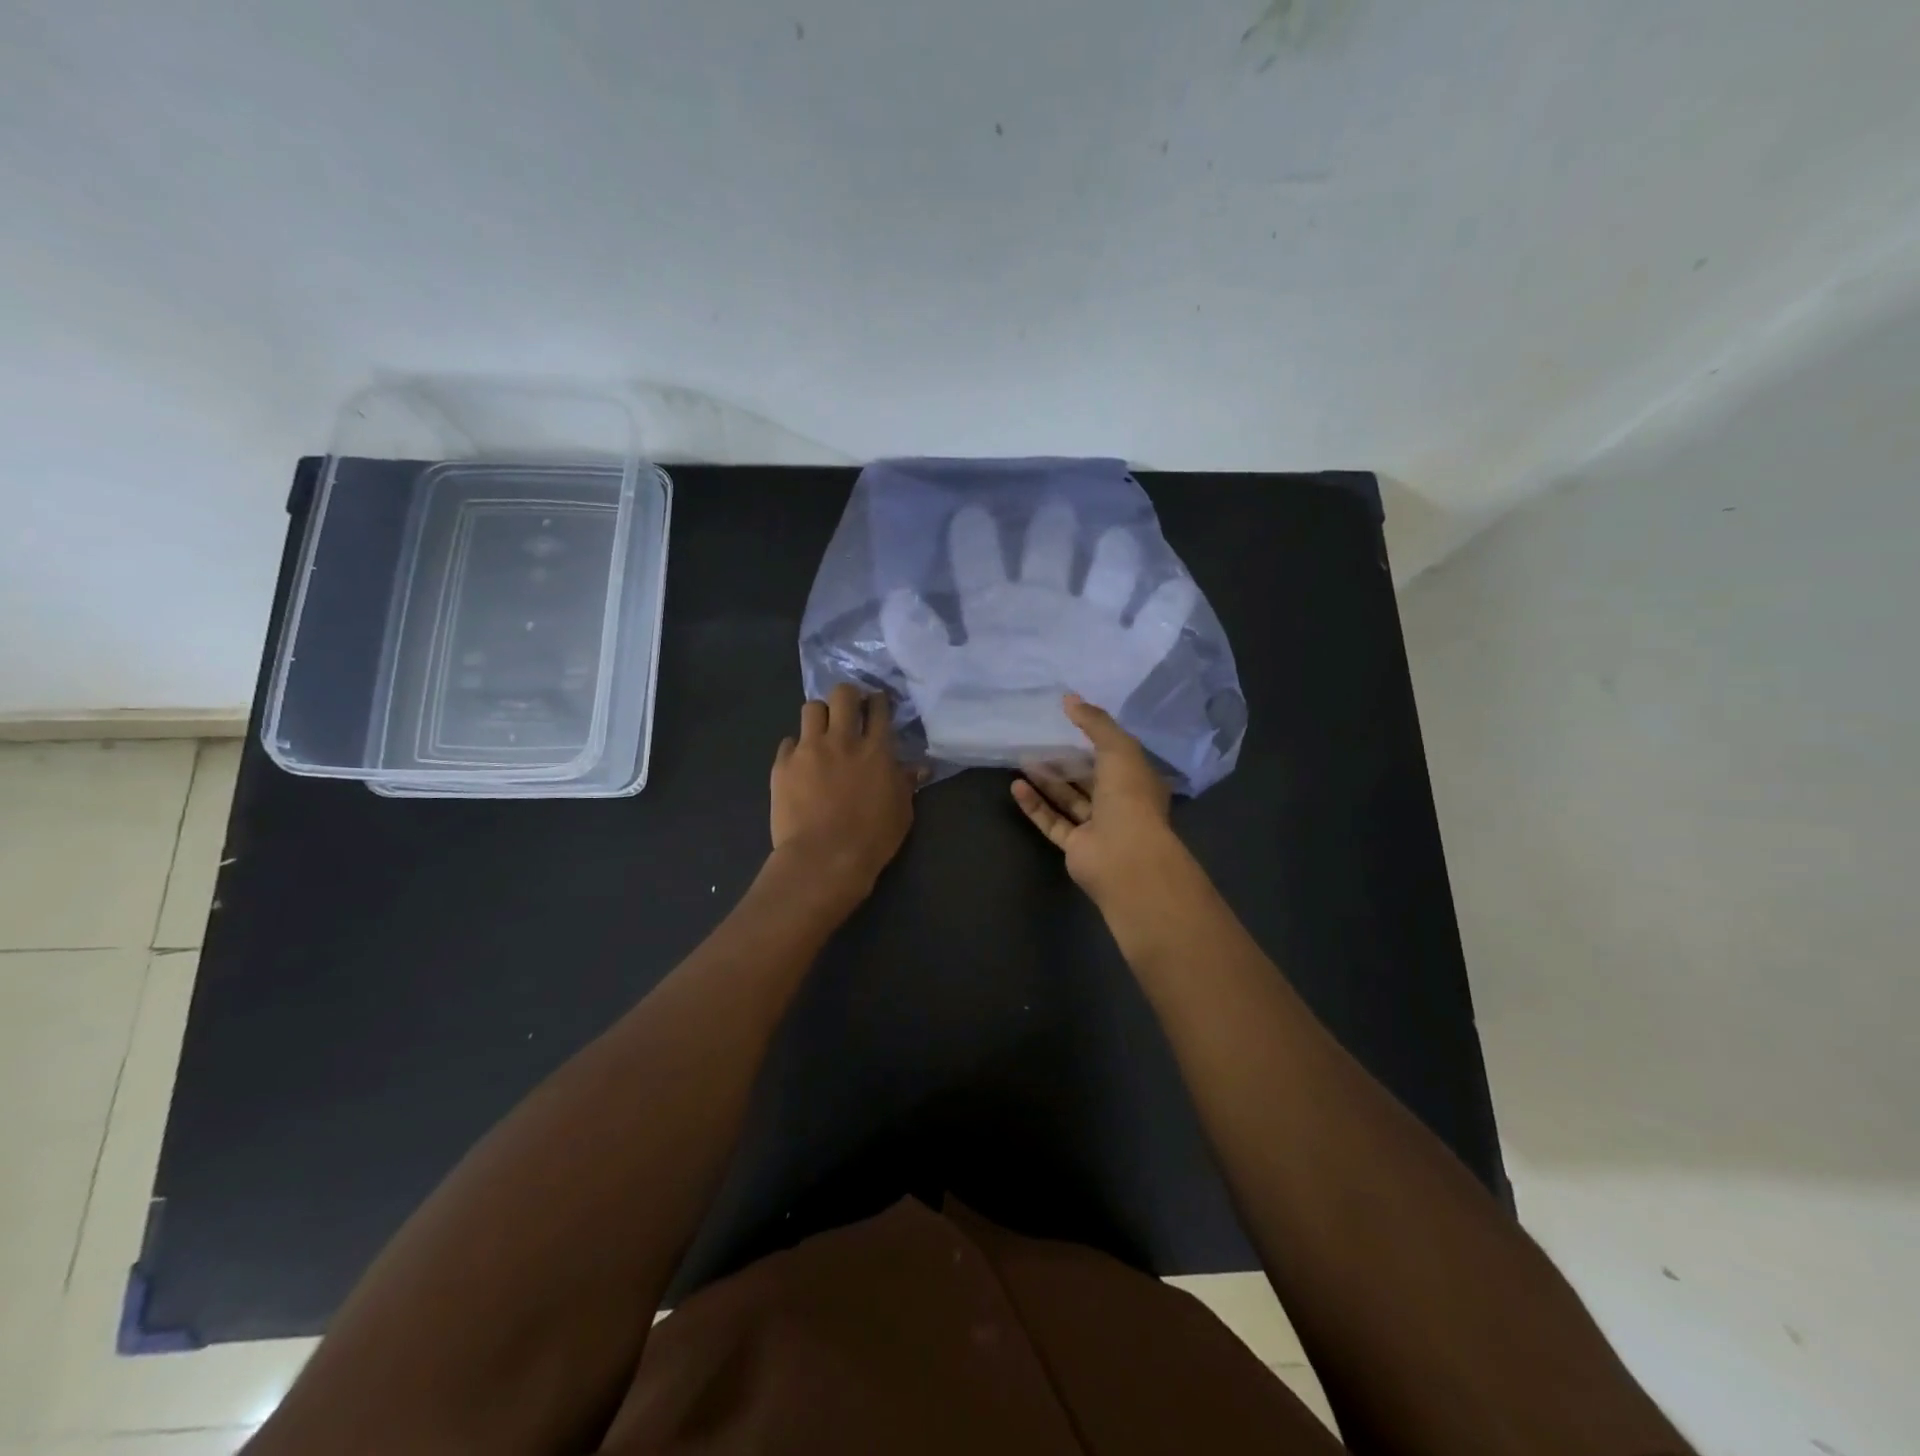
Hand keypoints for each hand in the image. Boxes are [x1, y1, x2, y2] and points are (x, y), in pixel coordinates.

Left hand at [770, 683, 917, 904]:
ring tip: (822, 731)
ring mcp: (809, 750)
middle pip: (842, 695)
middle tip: (849, 709)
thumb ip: (907, 783)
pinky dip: (796, 748)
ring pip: (811, 709)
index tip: (876, 703)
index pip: (879, 709)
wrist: (824, 859)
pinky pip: (788, 742)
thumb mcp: (901, 812)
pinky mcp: (783, 765)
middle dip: (847, 695)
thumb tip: (919, 767)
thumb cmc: (872, 839)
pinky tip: (800, 763)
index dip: (878, 701)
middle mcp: (842, 740)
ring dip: (819, 715)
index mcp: (876, 750)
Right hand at [1011, 694, 1184, 904]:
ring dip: (1047, 781)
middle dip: (1066, 761)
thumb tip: (1069, 698)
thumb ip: (1094, 722)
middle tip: (1039, 741)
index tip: (1069, 723)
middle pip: (1090, 778)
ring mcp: (1098, 828)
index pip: (1116, 756)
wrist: (1125, 856)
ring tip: (1023, 760)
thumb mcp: (1118, 748)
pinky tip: (1017, 787)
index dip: (1095, 739)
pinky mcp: (1076, 847)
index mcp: (1138, 781)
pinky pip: (1053, 822)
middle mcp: (1121, 804)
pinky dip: (1035, 806)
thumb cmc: (1129, 797)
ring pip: (1069, 800)